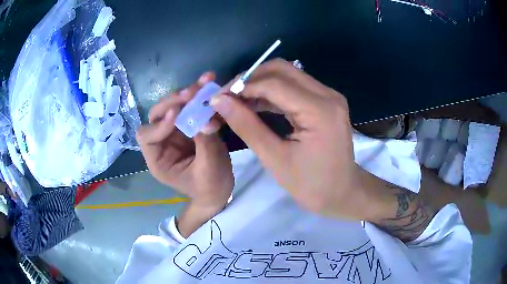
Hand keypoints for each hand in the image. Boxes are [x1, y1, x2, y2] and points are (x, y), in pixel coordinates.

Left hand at [137, 72, 233, 215]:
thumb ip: (206, 144)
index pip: (147, 137)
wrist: (219, 190)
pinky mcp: (189, 125)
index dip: (160, 125)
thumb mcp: (208, 170)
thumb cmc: (210, 187)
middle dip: (172, 103)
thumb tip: (206, 119)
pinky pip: (190, 106)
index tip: (178, 114)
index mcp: (158, 160)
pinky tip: (209, 82)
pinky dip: (199, 95)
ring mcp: (175, 132)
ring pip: (173, 106)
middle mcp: (162, 142)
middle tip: (191, 93)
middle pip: (157, 116)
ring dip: (187, 94)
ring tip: (204, 82)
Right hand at [211, 59, 375, 219]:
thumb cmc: (311, 185)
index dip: (242, 86)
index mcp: (319, 110)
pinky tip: (255, 103)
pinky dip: (272, 91)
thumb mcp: (275, 158)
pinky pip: (295, 87)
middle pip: (282, 69)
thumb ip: (246, 126)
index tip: (218, 98)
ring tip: (237, 100)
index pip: (273, 83)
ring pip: (288, 74)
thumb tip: (220, 101)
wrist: (342, 193)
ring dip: (260, 83)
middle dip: (250, 78)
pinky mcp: (326, 101)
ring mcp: (329, 96)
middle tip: (227, 96)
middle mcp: (327, 94)